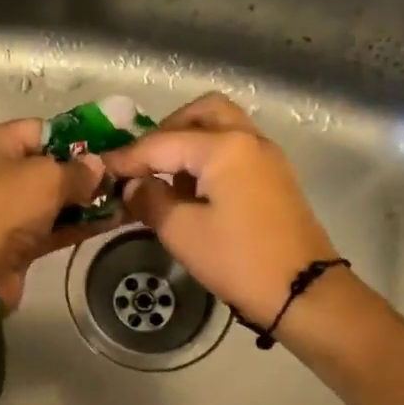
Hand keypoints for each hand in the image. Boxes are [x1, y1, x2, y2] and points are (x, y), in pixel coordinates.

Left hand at [0, 118, 110, 308]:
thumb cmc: (2, 207)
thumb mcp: (44, 178)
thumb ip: (77, 170)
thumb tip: (98, 166)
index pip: (42, 130)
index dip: (78, 136)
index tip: (113, 144)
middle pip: (49, 166)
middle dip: (87, 171)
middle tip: (126, 173)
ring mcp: (6, 211)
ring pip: (54, 200)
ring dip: (88, 200)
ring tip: (129, 196)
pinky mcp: (17, 243)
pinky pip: (54, 227)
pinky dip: (80, 224)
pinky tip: (115, 220)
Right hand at [102, 94, 340, 326]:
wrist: (302, 291)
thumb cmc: (238, 260)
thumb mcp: (182, 233)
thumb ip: (151, 200)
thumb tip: (133, 186)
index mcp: (225, 147)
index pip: (163, 142)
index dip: (128, 157)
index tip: (102, 169)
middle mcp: (249, 140)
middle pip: (202, 113)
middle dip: (167, 131)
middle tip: (144, 161)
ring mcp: (267, 158)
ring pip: (223, 128)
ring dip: (190, 142)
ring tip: (166, 179)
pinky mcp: (275, 179)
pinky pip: (236, 150)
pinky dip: (210, 158)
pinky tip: (192, 192)